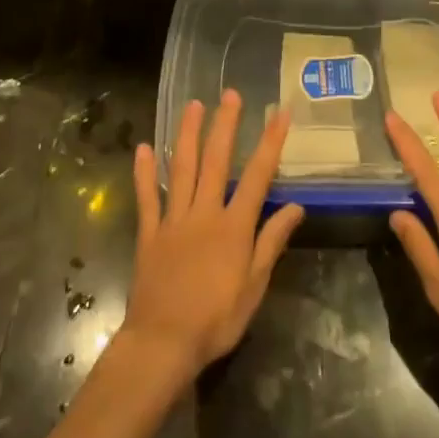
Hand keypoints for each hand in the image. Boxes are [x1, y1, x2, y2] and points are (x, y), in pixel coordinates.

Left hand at [124, 91, 303, 380]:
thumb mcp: (255, 285)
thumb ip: (272, 241)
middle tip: (230, 94)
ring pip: (181, 168)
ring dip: (187, 134)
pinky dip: (144, 172)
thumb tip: (296, 206)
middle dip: (225, 125)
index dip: (270, 142)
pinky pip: (147, 196)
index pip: (257, 175)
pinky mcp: (149, 233)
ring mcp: (173, 220)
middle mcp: (204, 213)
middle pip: (216, 160)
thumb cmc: (216, 318)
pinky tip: (143, 147)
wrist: (163, 343)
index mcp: (234, 226)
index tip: (279, 113)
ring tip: (193, 105)